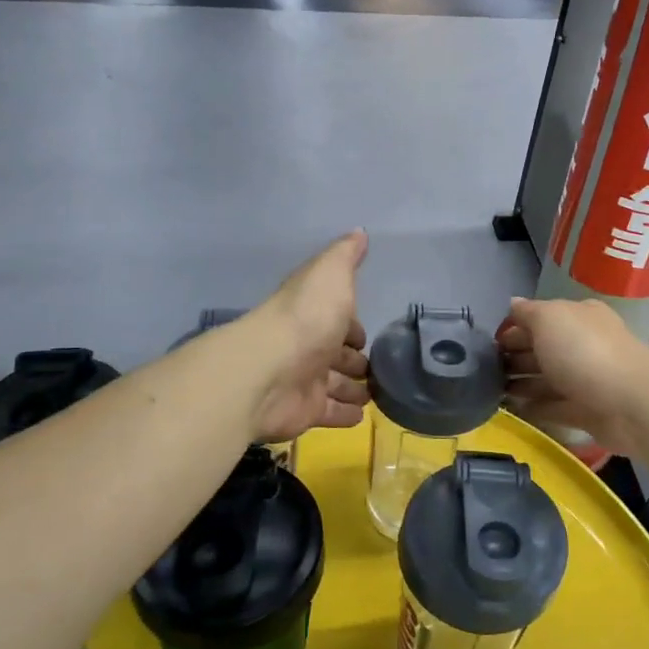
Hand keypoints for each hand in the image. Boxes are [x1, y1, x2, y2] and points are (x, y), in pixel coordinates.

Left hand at [248, 231, 370, 442]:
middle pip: (337, 354)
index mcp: (313, 312)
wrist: (270, 370)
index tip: (368, 335)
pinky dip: (346, 415)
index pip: (338, 319)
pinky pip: (331, 413)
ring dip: (354, 388)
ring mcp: (306, 380)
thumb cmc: (306, 317)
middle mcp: (309, 346)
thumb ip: (345, 255)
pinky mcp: (307, 411)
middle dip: (356, 360)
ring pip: (337, 385)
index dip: (353, 325)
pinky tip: (362, 416)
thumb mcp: (331, 274)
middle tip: (378, 370)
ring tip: (376, 394)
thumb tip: (359, 232)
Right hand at [498, 296, 648, 458]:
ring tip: (491, 391)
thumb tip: (512, 303)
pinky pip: (556, 407)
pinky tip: (514, 410)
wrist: (631, 402)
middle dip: (514, 357)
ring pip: (548, 379)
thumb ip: (527, 312)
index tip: (488, 343)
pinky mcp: (588, 411)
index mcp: (578, 316)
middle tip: (483, 370)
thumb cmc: (585, 351)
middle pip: (543, 349)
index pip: (539, 318)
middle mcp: (584, 344)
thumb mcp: (549, 318)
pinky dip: (537, 407)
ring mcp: (587, 379)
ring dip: (522, 384)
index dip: (513, 328)